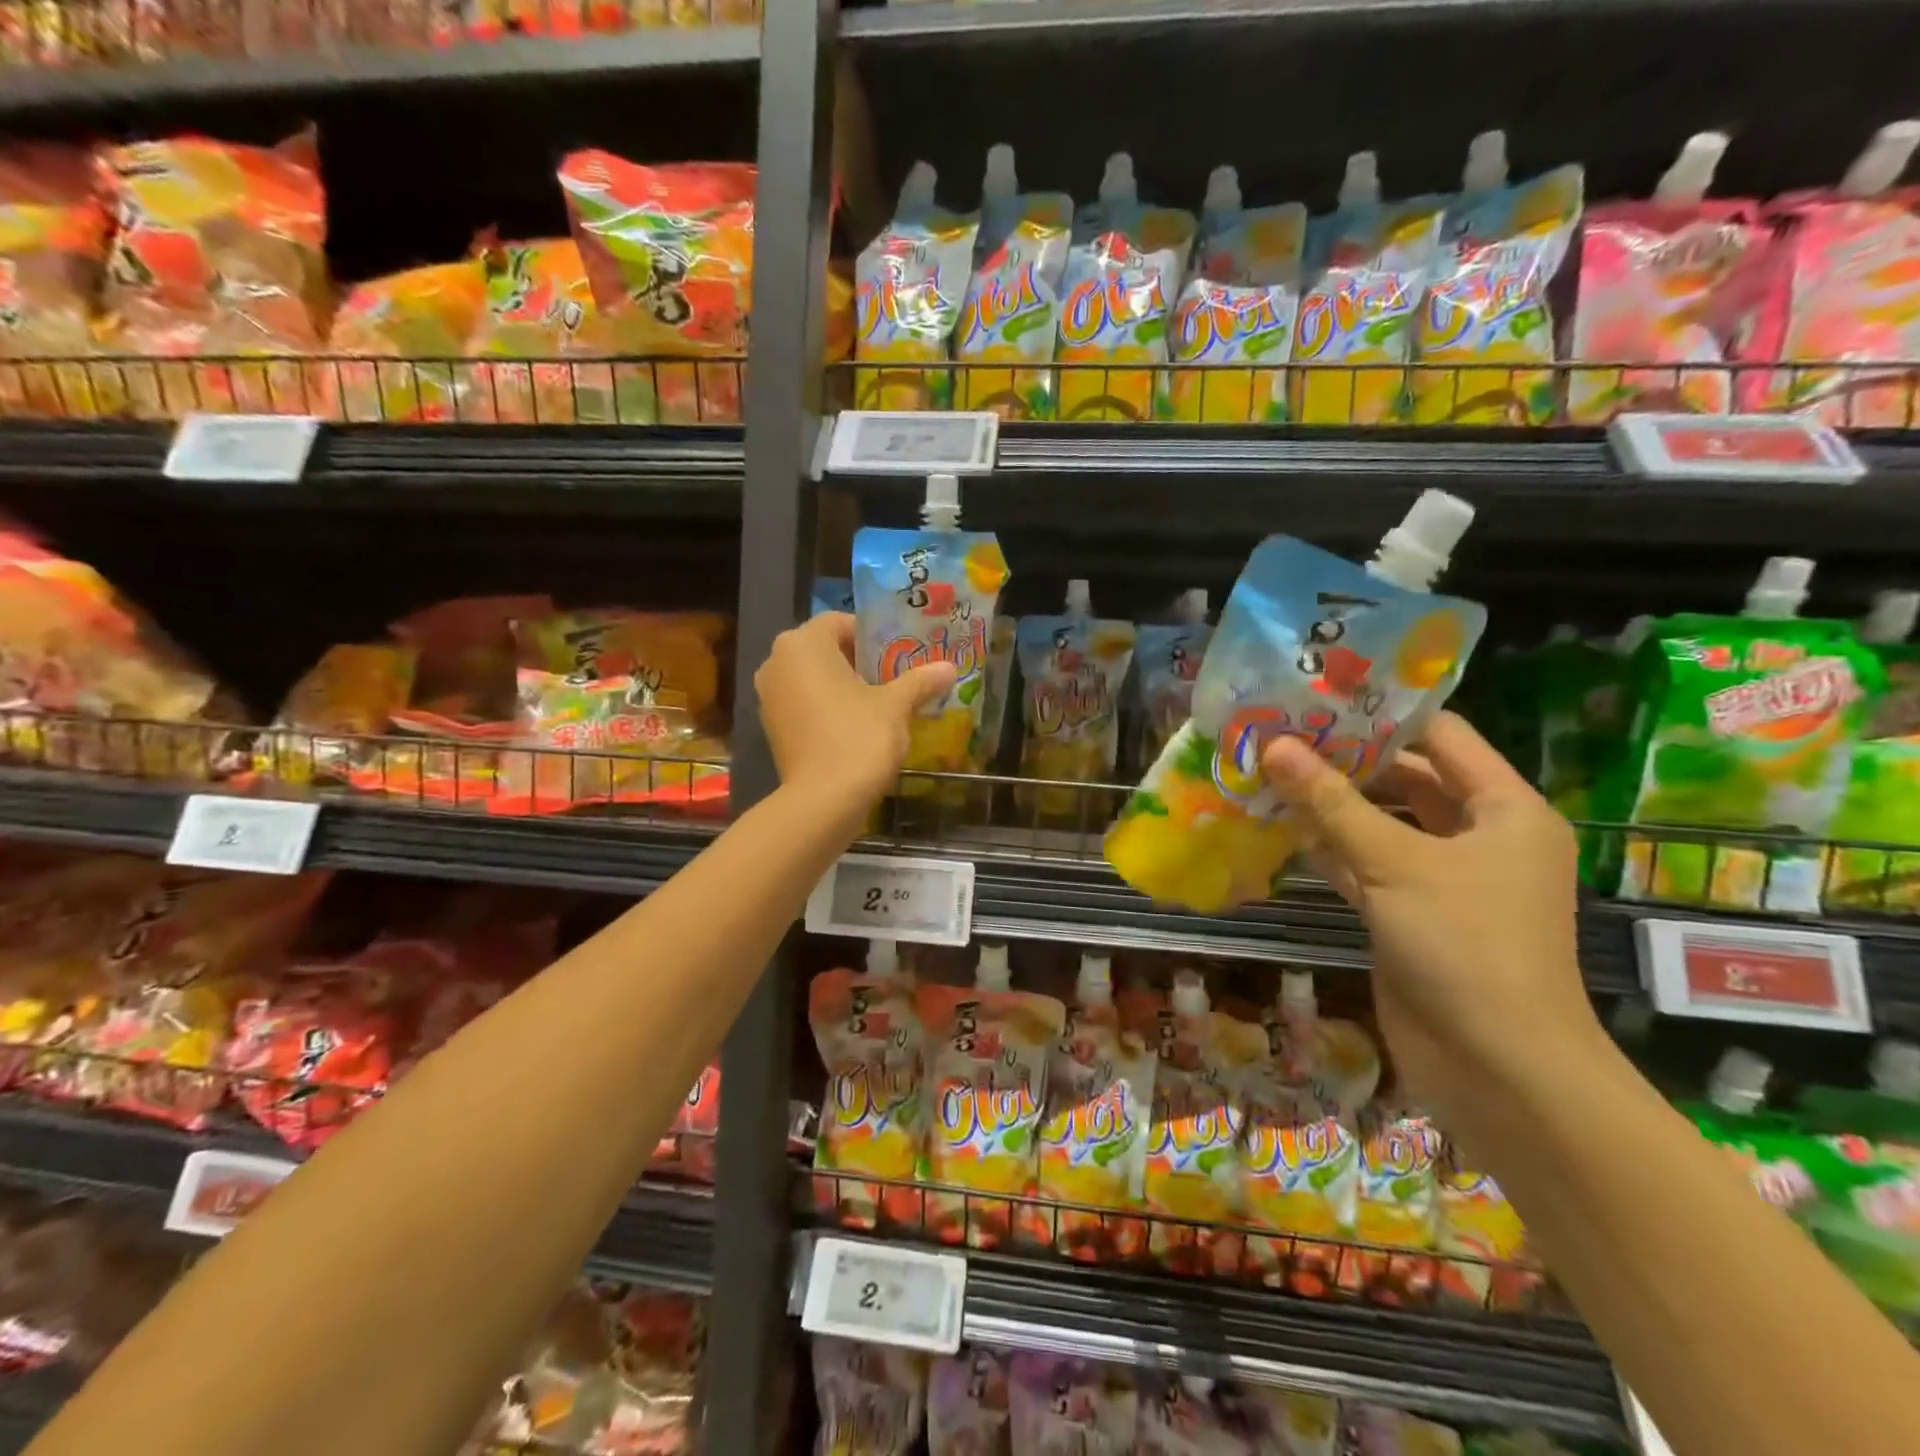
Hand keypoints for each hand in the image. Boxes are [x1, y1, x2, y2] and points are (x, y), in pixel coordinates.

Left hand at [755, 612, 956, 824]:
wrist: (822, 802)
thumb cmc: (858, 738)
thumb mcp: (895, 706)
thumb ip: (920, 681)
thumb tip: (949, 668)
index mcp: (802, 644)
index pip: (839, 622)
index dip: (872, 635)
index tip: (899, 654)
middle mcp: (777, 663)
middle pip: (825, 650)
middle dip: (860, 661)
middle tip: (896, 677)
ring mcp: (769, 697)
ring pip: (813, 679)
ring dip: (844, 686)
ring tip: (881, 703)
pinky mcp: (772, 728)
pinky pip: (805, 705)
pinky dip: (828, 709)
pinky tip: (857, 727)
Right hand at [1260, 712, 1603, 1120]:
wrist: (1498, 1069)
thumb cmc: (1466, 945)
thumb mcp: (1397, 862)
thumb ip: (1332, 802)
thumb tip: (1274, 746)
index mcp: (1503, 809)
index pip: (1441, 737)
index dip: (1382, 714)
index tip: (1319, 697)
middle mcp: (1477, 836)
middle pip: (1406, 779)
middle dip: (1344, 759)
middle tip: (1279, 733)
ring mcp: (1442, 878)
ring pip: (1379, 824)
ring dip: (1329, 805)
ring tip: (1266, 772)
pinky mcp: (1408, 913)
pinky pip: (1364, 865)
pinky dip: (1327, 848)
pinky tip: (1277, 827)